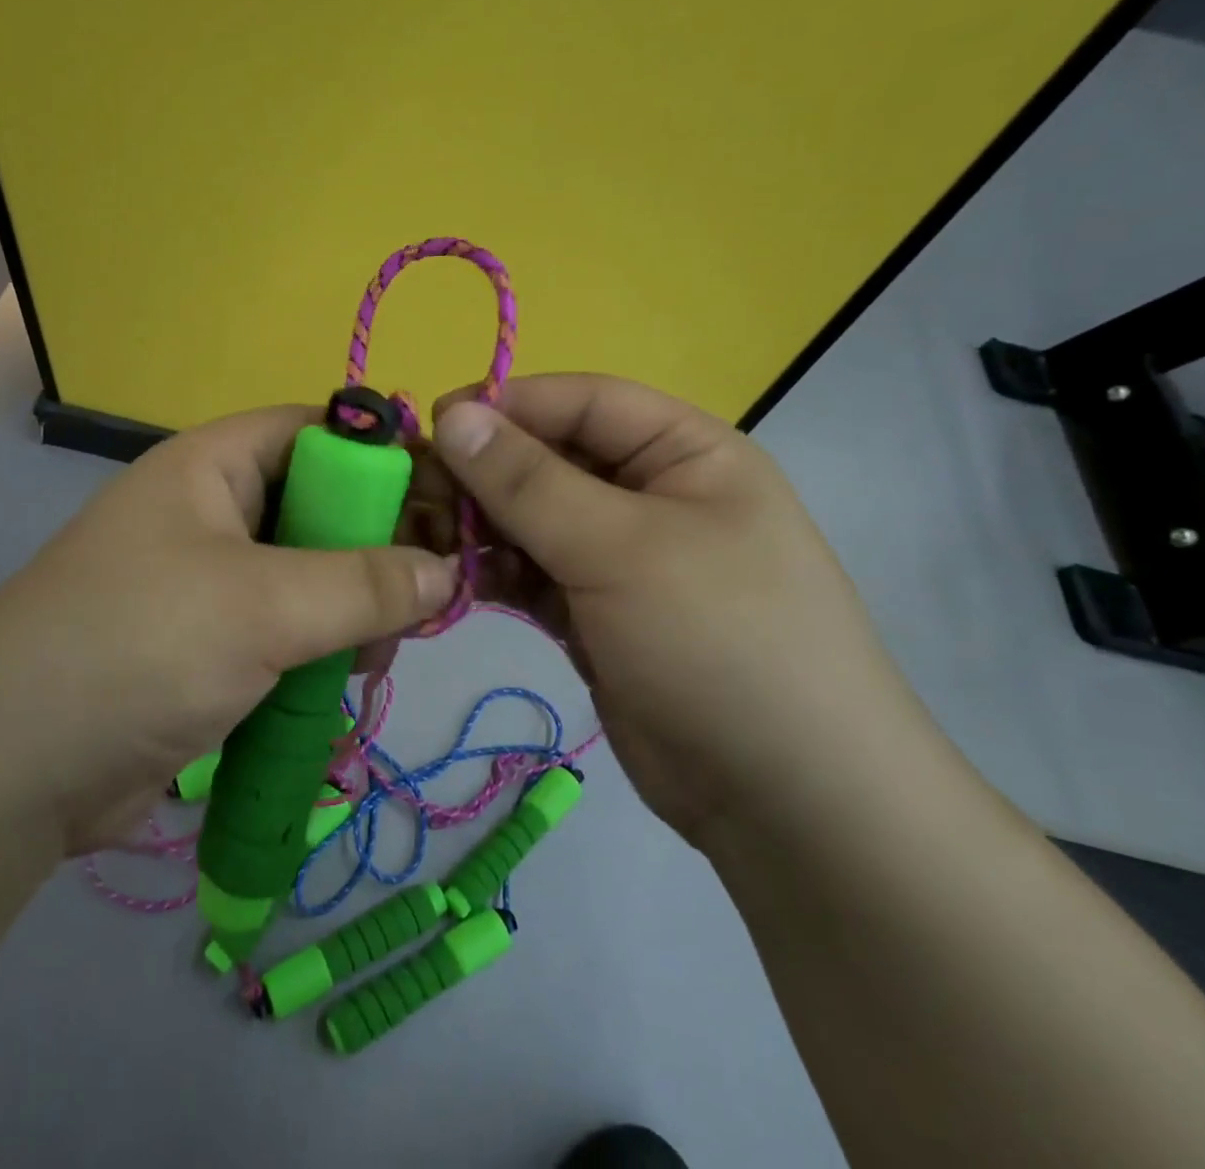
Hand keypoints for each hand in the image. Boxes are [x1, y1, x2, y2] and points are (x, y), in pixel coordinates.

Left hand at [0, 406, 455, 855]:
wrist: (13, 770)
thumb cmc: (140, 648)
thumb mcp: (263, 605)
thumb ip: (364, 583)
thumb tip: (446, 571)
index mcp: (212, 467)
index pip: (317, 431)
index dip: (385, 456)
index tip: (450, 503)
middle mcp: (212, 513)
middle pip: (323, 507)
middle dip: (377, 550)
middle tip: (424, 598)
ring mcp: (210, 583)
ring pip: (314, 578)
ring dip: (353, 614)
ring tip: (373, 657)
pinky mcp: (211, 647)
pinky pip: (290, 632)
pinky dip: (321, 655)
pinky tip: (342, 688)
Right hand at [426, 374, 925, 842]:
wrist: (787, 802)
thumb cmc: (717, 642)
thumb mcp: (620, 548)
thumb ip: (528, 481)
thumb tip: (453, 416)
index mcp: (685, 453)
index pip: (583, 402)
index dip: (508, 405)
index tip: (434, 426)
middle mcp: (652, 495)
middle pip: (550, 460)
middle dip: (484, 473)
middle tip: (418, 494)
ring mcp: (622, 558)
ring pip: (533, 519)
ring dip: (481, 526)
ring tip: (428, 543)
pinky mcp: (595, 612)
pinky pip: (533, 573)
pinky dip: (495, 573)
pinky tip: (456, 583)